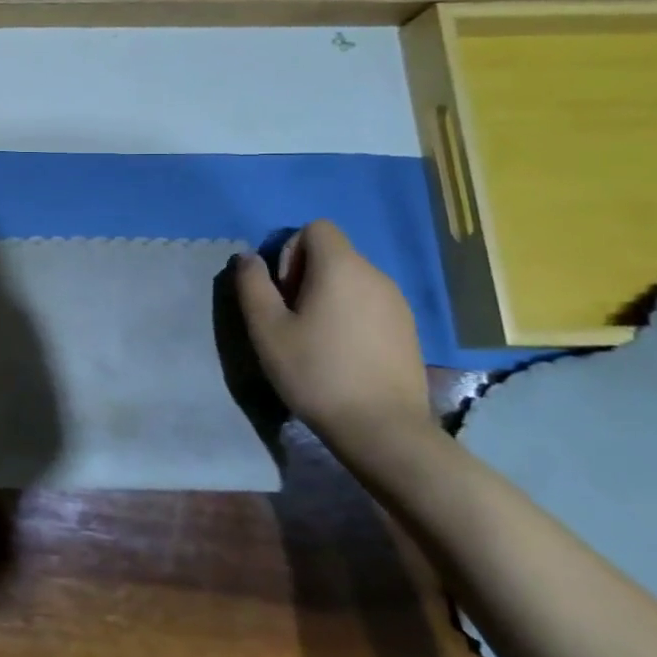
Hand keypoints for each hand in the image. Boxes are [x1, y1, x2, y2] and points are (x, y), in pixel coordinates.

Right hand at [231, 220, 435, 458]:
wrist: (383, 429)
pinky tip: (342, 354)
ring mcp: (398, 303)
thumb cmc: (316, 372)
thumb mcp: (267, 329)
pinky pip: (370, 304)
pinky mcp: (408, 330)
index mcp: (342, 267)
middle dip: (305, 276)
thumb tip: (248, 258)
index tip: (284, 292)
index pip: (315, 228)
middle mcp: (376, 275)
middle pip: (333, 253)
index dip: (290, 252)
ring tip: (315, 339)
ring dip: (328, 297)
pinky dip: (351, 315)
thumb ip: (252, 285)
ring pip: (352, 280)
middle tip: (292, 319)